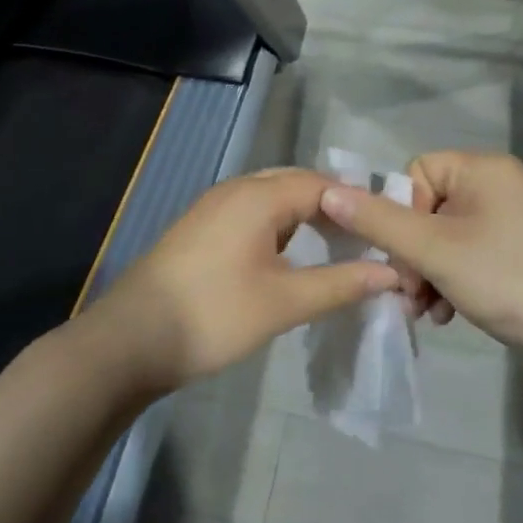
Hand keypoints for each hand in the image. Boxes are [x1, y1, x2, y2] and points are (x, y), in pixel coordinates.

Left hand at [87, 169, 401, 394]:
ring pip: (272, 197)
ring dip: (304, 215)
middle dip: (333, 206)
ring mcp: (213, 206)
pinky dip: (279, 225)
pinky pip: (251, 212)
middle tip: (366, 238)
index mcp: (258, 196)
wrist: (131, 339)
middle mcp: (235, 189)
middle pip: (296, 184)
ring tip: (336, 245)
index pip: (322, 184)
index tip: (387, 230)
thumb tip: (391, 273)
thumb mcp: (284, 302)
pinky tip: (290, 253)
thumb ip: (340, 284)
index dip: (357, 205)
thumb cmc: (214, 315)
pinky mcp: (200, 227)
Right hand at [318, 151, 522, 357]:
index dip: (402, 214)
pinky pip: (469, 257)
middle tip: (409, 292)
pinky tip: (448, 315)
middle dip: (412, 254)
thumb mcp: (434, 250)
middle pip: (429, 208)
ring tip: (426, 310)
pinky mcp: (520, 255)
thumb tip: (327, 192)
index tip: (405, 257)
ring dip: (427, 274)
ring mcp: (514, 222)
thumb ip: (378, 221)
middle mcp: (500, 186)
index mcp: (484, 168)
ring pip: (445, 238)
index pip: (417, 172)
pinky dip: (452, 282)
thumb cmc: (508, 279)